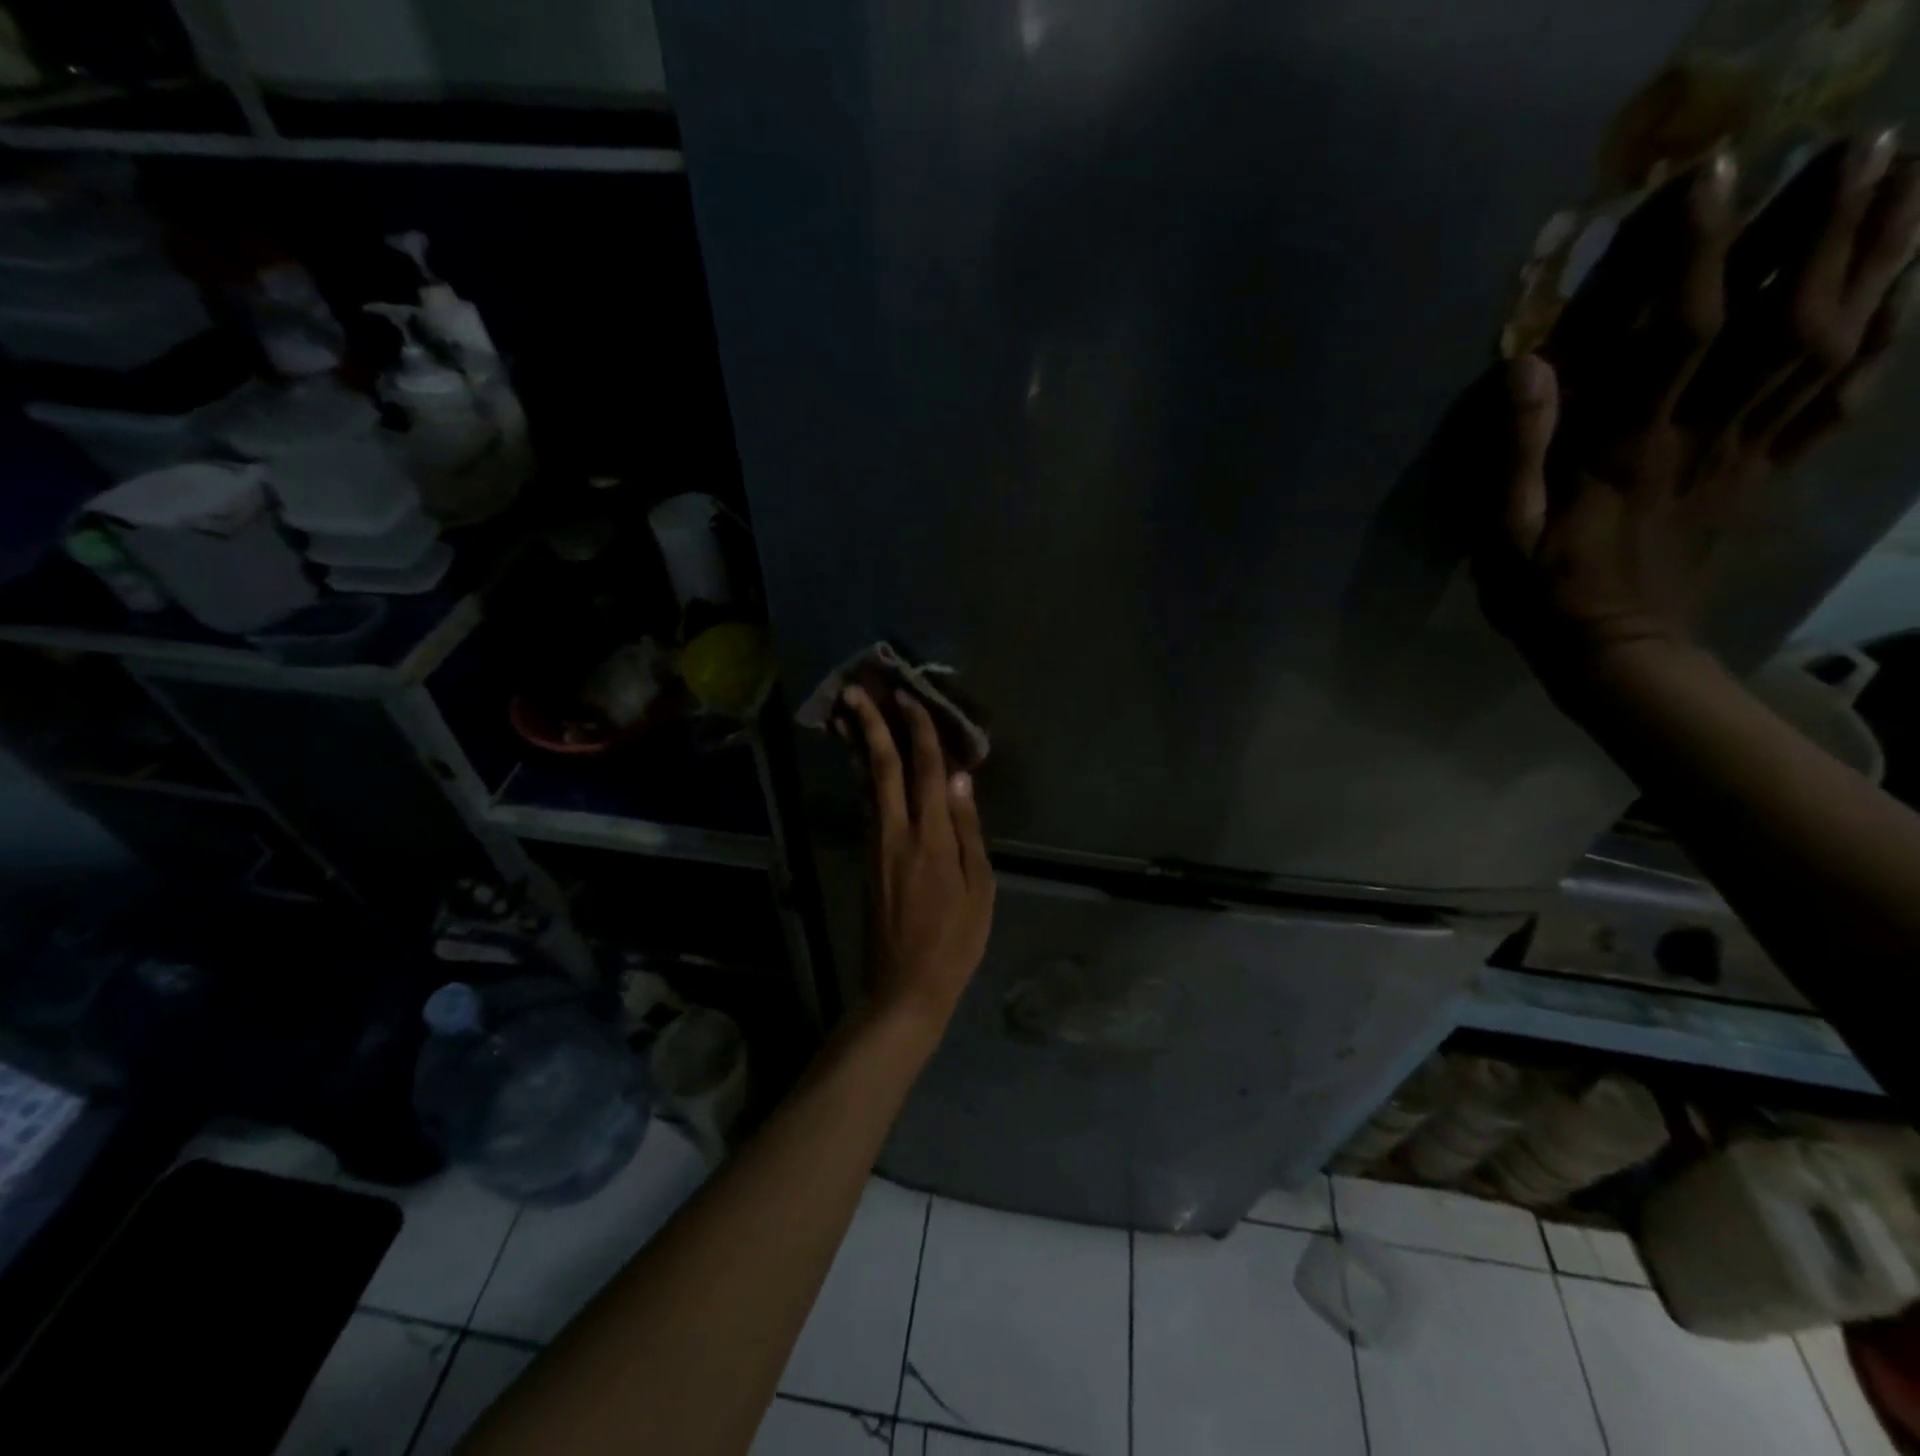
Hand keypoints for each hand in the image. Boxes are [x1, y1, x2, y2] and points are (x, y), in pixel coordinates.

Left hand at [838, 684, 994, 1032]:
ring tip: (847, 713)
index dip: (917, 731)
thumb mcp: (979, 888)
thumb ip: (967, 829)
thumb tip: (959, 779)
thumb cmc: (955, 940)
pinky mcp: (865, 858)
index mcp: (930, 838)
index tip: (909, 697)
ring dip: (858, 745)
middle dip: (869, 725)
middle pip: (881, 767)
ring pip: (865, 783)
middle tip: (856, 688)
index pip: (923, 771)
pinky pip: (865, 804)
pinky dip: (863, 775)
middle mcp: (895, 832)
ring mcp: (874, 844)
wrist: (903, 985)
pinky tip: (861, 762)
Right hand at [1468, 133, 1918, 681]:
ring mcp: (1751, 453)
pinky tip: (1911, 288)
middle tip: (1865, 141)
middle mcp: (1708, 436)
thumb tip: (1529, 367)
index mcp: (1633, 450)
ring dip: (1880, 258)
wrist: (1614, 651)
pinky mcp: (1768, 473)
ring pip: (1833, 345)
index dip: (1697, 252)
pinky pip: (1841, 399)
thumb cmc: (1544, 592)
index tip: (1710, 172)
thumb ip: (1517, 453)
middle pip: (1787, 320)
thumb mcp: (1504, 534)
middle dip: (1826, 228)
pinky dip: (1886, 338)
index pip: (1679, 334)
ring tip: (1914, 177)